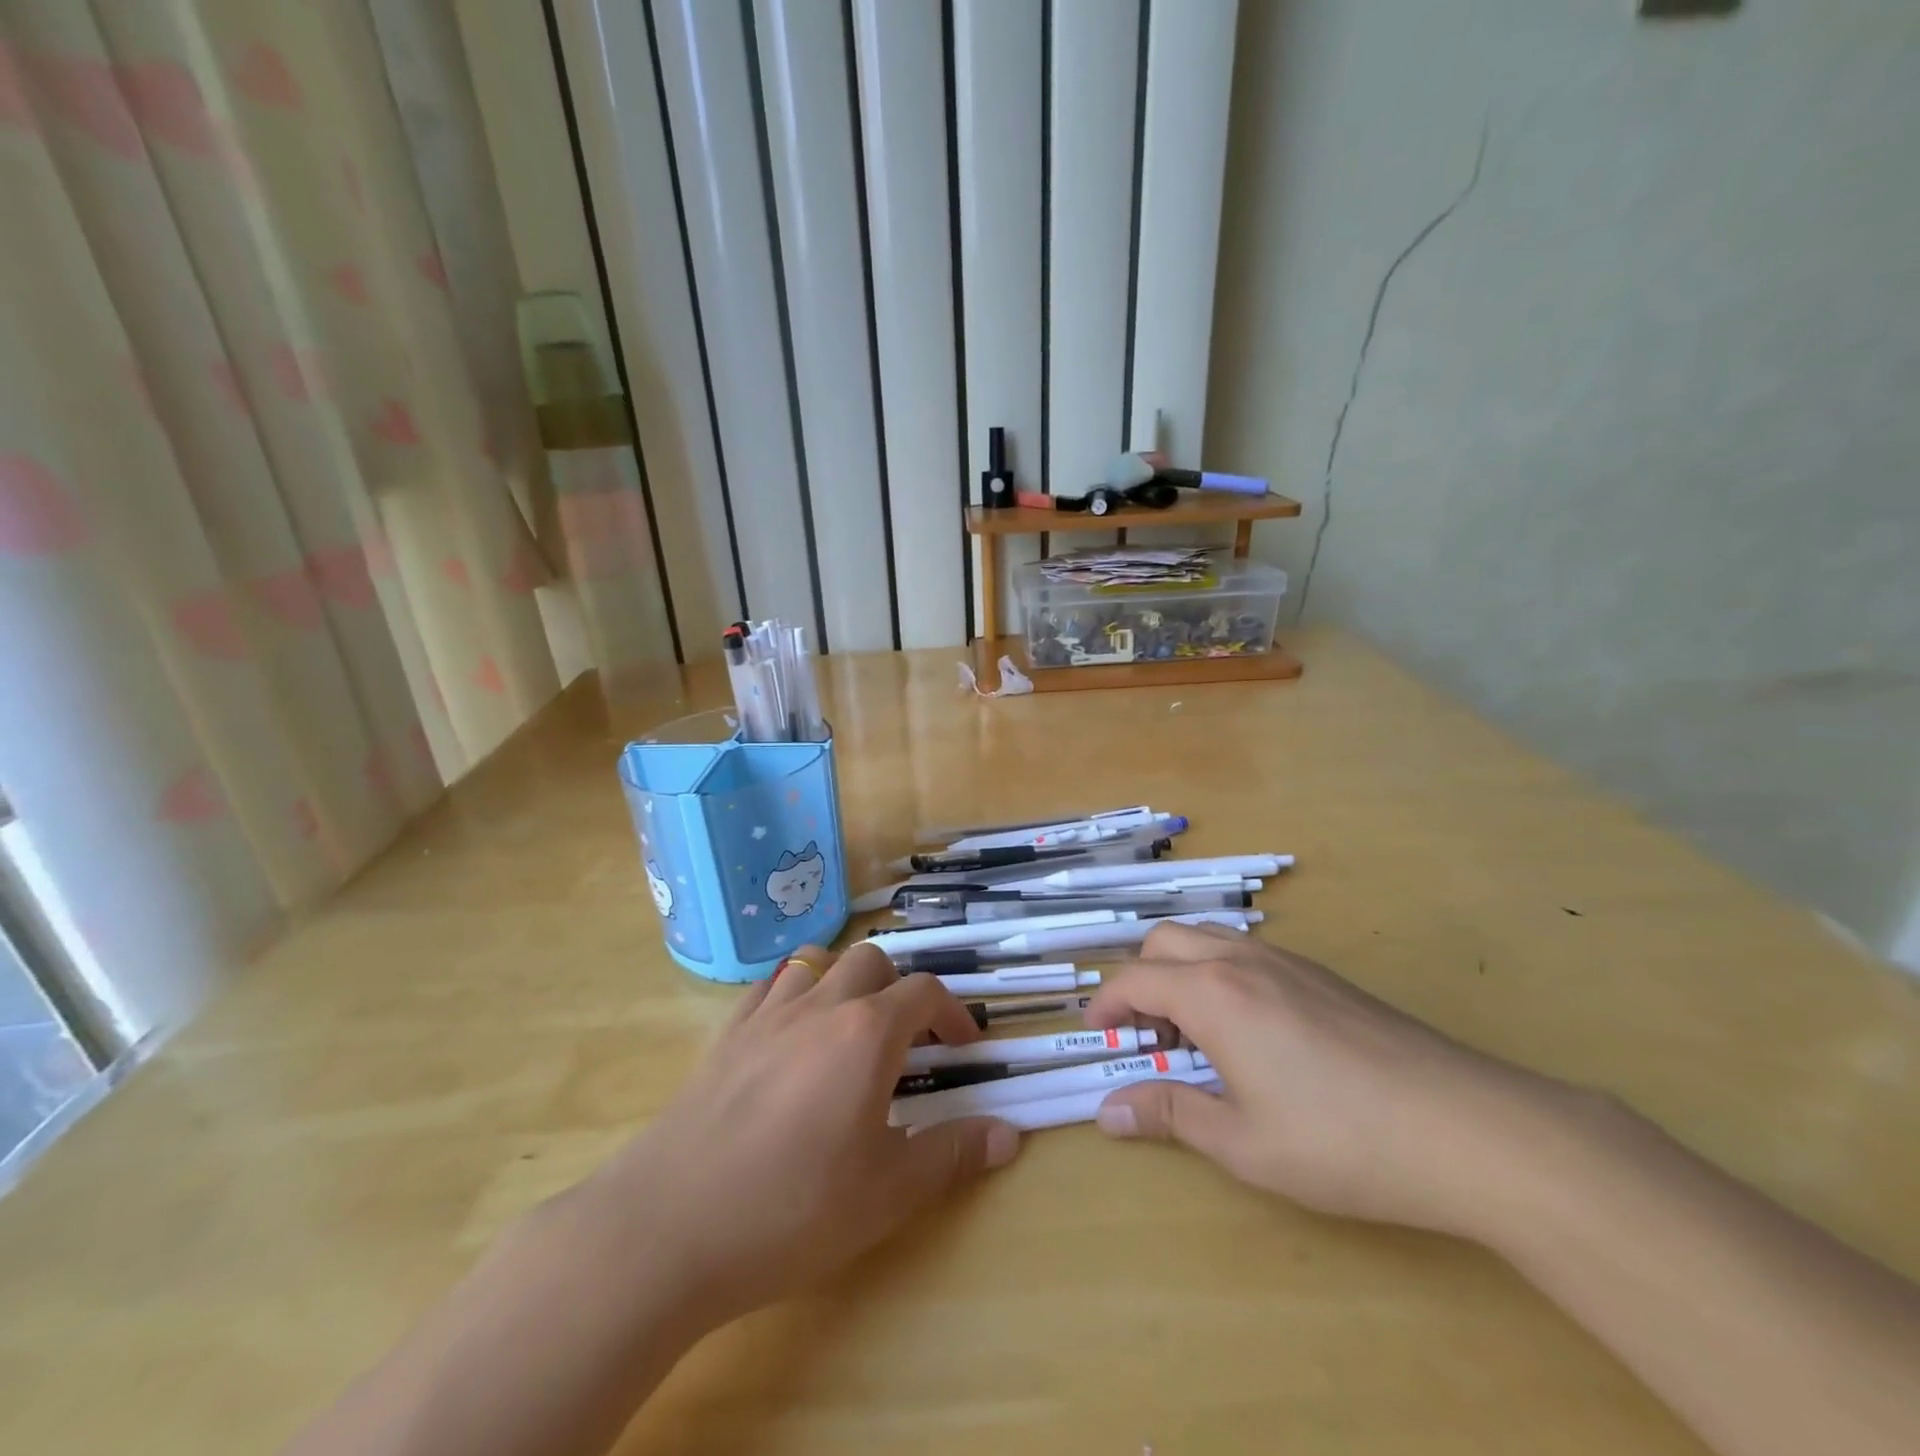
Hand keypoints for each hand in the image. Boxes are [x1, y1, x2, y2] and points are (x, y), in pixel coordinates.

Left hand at [582, 944, 1020, 1331]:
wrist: (668, 1227)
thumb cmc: (791, 1209)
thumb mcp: (888, 1193)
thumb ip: (952, 1154)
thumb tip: (1009, 1135)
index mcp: (866, 1033)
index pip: (925, 991)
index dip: (953, 1012)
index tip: (963, 1047)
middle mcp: (820, 1006)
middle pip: (872, 961)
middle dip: (899, 987)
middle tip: (907, 1039)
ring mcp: (766, 1015)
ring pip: (817, 962)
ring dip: (844, 981)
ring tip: (849, 1028)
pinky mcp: (725, 1035)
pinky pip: (768, 988)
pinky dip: (792, 995)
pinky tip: (789, 1037)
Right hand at [1085, 923, 1562, 1236]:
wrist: (1469, 1128)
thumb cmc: (1342, 1142)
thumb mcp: (1243, 1142)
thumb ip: (1169, 1114)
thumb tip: (1107, 1111)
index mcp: (1212, 994)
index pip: (1135, 979)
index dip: (1107, 1004)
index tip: (1097, 1033)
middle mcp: (1242, 960)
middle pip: (1165, 941)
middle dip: (1140, 978)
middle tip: (1148, 1035)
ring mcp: (1288, 962)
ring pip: (1209, 938)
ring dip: (1182, 971)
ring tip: (1196, 1033)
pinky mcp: (1324, 975)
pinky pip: (1248, 953)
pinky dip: (1221, 974)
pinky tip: (1252, 1033)